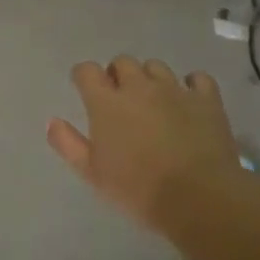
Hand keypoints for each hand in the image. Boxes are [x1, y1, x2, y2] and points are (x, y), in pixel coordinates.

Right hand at [46, 57, 245, 230]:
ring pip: (156, 67)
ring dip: (150, 78)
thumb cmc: (137, 189)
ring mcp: (175, 90)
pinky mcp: (206, 99)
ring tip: (153, 101)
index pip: (87, 71)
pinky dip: (190, 85)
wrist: (198, 197)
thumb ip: (68, 144)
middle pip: (123, 62)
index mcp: (107, 102)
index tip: (84, 89)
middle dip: (117, 74)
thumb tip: (52, 121)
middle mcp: (139, 87)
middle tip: (119, 99)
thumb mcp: (92, 173)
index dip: (83, 77)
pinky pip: (197, 79)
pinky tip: (188, 101)